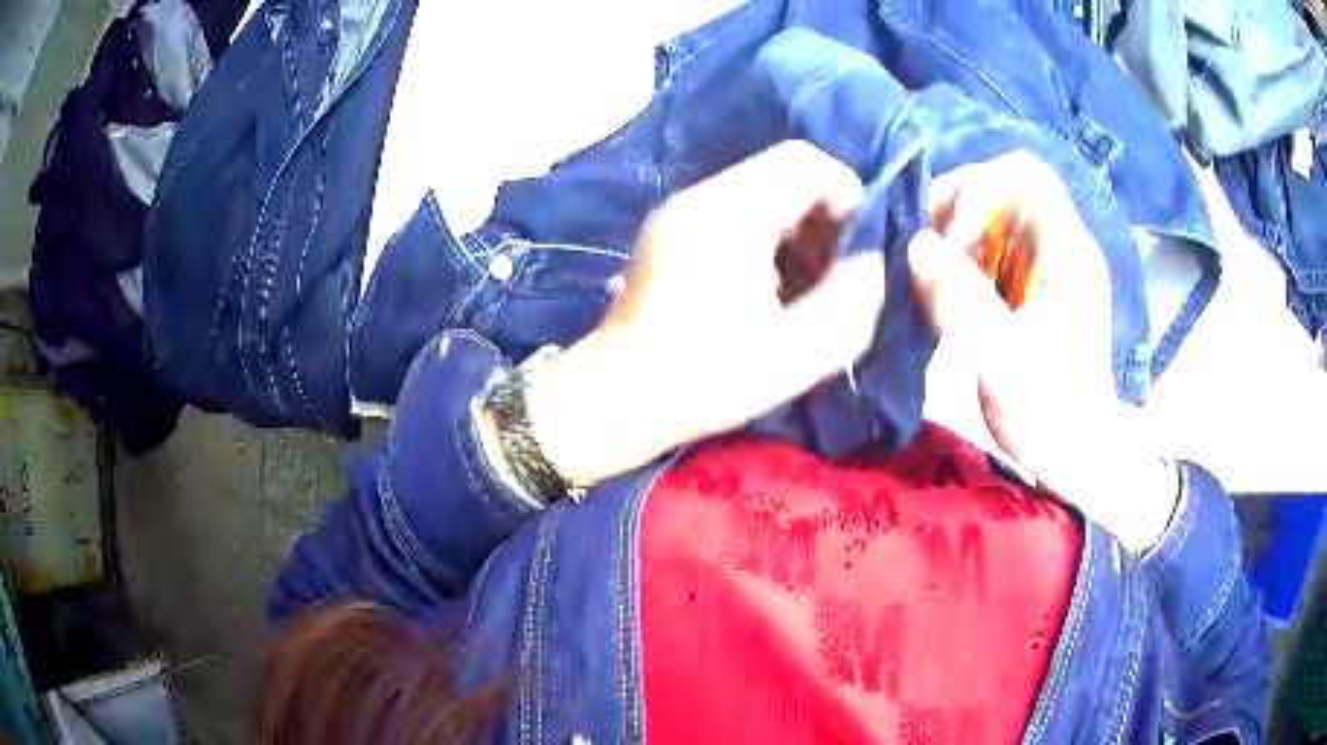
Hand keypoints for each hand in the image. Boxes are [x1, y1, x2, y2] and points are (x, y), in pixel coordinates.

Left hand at [525, 141, 885, 486]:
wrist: (616, 397)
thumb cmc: (704, 380)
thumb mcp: (796, 355)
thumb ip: (850, 302)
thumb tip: (871, 262)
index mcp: (731, 216)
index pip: (803, 161)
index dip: (844, 193)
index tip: (853, 248)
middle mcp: (700, 198)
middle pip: (781, 171)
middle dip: (820, 214)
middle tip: (827, 273)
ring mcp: (678, 210)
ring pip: (758, 189)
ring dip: (792, 225)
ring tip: (797, 284)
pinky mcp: (667, 229)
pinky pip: (732, 208)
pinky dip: (762, 234)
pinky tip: (761, 285)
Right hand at [912, 152, 1176, 551]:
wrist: (1078, 457)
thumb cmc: (1051, 416)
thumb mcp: (1005, 363)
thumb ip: (963, 303)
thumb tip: (915, 245)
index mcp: (1067, 253)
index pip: (1024, 176)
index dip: (978, 189)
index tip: (950, 237)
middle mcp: (1060, 248)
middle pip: (1005, 189)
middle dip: (960, 210)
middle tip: (932, 254)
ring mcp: (1049, 268)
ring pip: (996, 218)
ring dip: (959, 236)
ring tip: (938, 276)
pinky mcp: (1035, 289)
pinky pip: (994, 250)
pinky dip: (966, 259)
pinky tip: (953, 293)